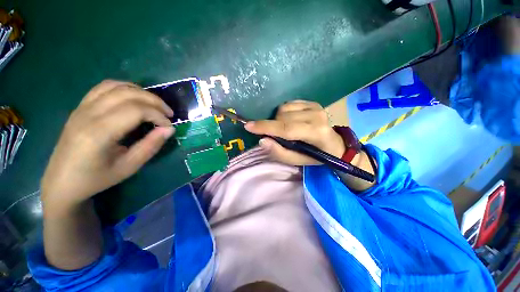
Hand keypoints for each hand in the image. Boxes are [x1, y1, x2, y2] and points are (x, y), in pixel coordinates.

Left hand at [41, 80, 174, 209]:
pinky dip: (125, 88)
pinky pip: (104, 87)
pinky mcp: (81, 107)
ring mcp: (82, 107)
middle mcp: (89, 114)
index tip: (169, 127)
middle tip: (168, 113)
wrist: (62, 181)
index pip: (136, 110)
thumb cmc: (96, 178)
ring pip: (116, 86)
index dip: (158, 116)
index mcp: (99, 133)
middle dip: (155, 101)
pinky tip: (135, 98)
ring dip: (141, 92)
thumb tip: (169, 130)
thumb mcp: (129, 167)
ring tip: (155, 105)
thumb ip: (151, 146)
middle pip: (128, 93)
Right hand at [245, 100, 344, 165]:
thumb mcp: (296, 160)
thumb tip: (262, 140)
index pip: (286, 128)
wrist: (334, 144)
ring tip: (286, 129)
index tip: (248, 126)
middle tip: (276, 136)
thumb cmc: (315, 155)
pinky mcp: (313, 102)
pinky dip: (284, 113)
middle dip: (273, 126)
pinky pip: (289, 103)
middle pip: (282, 117)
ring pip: (284, 108)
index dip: (266, 127)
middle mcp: (317, 116)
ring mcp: (316, 106)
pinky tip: (291, 120)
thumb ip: (279, 152)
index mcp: (315, 133)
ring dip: (278, 119)